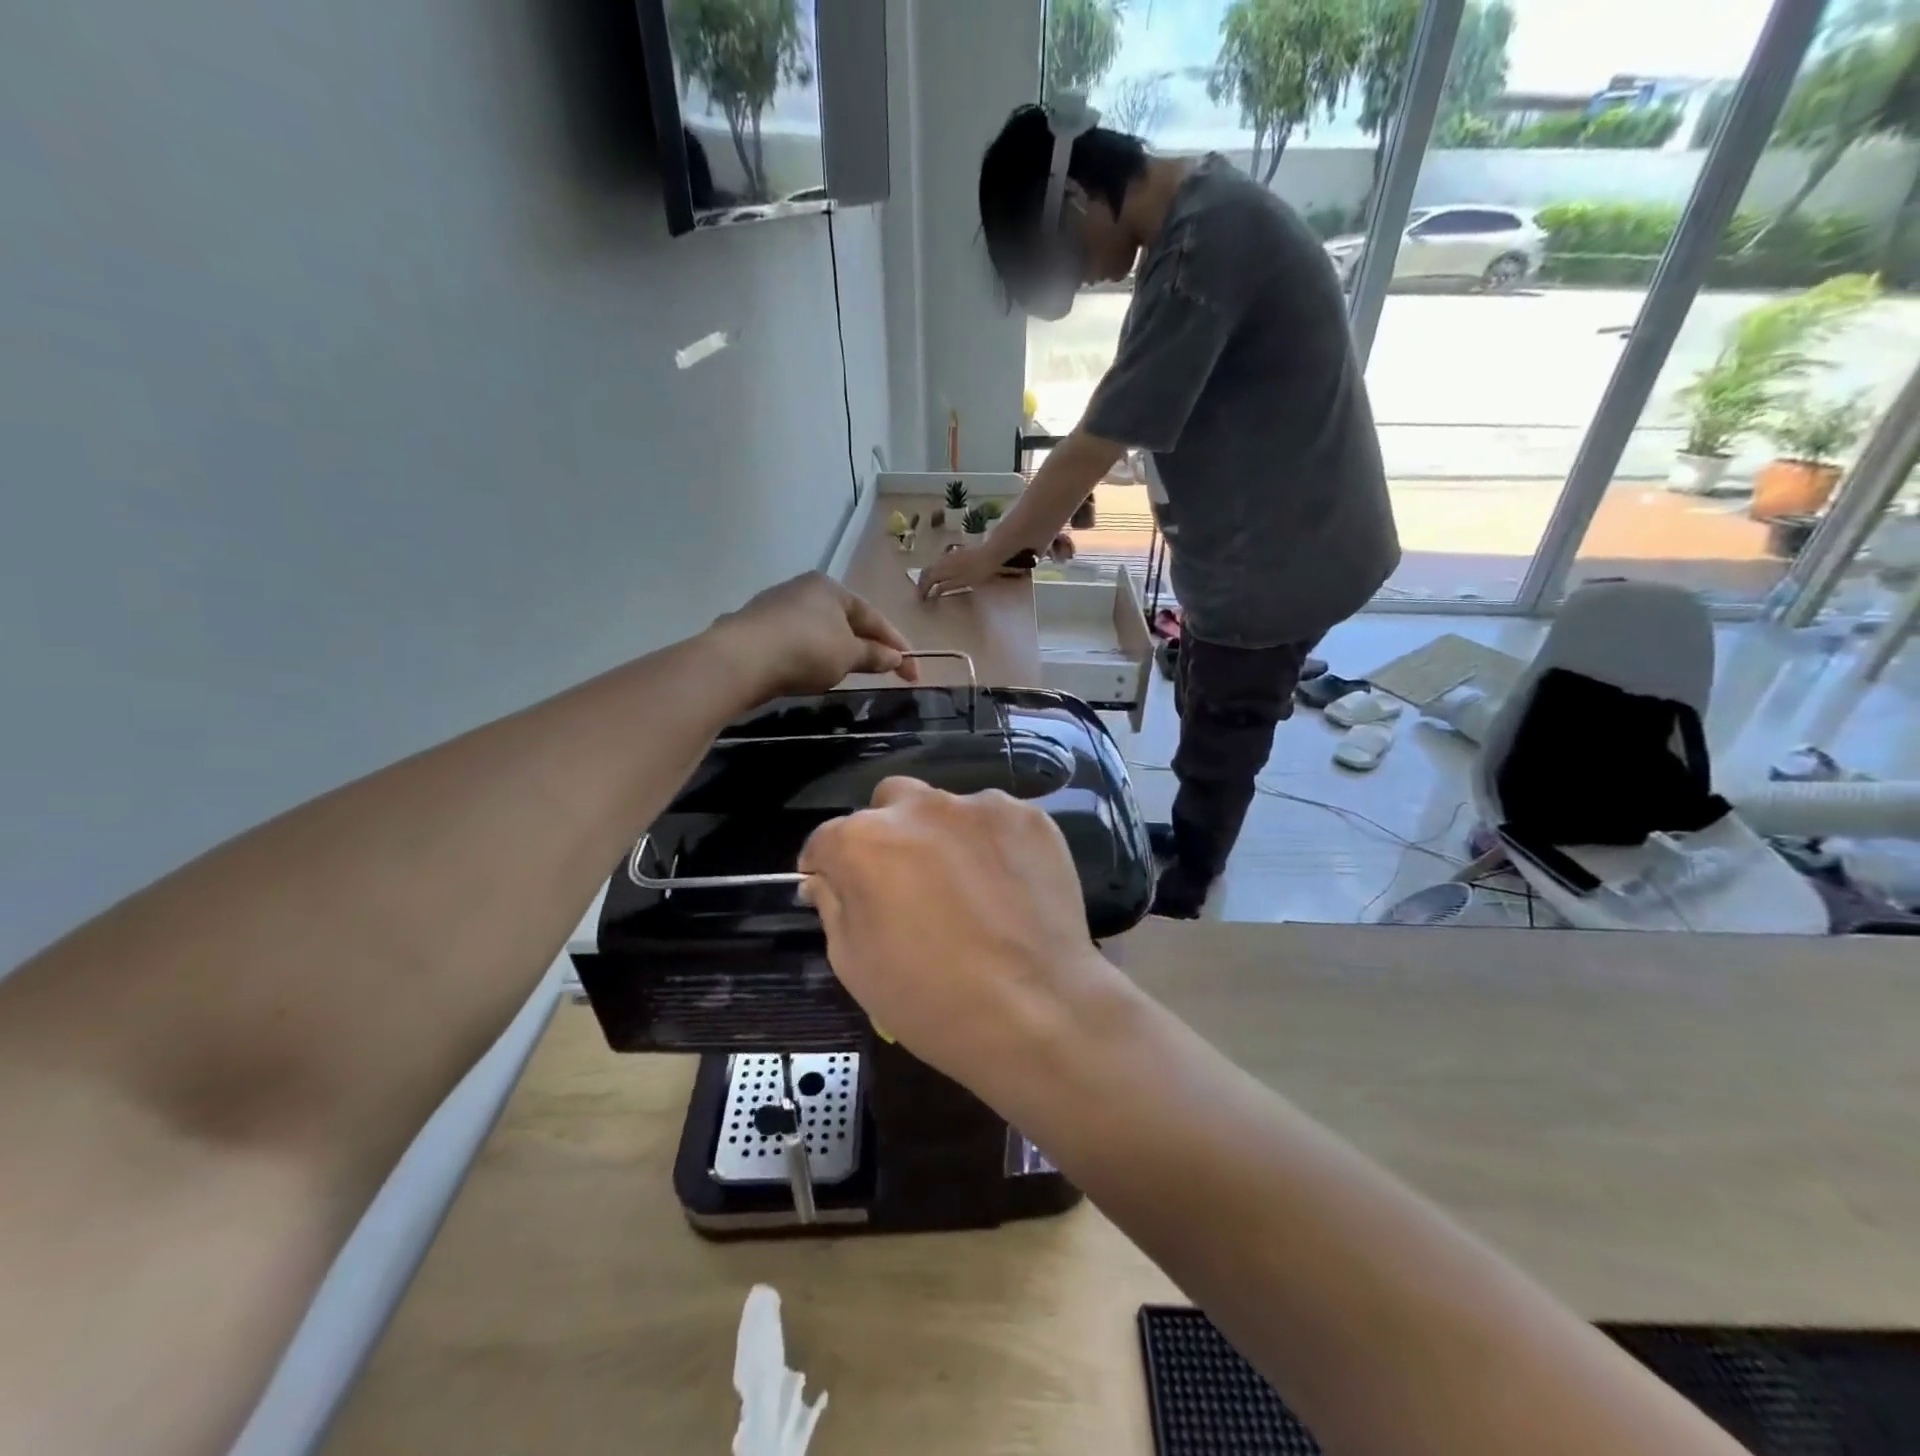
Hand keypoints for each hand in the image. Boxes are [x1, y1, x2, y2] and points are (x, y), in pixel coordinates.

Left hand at [710, 572, 916, 699]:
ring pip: (819, 630)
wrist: (741, 659)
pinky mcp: (755, 628)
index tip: (913, 671)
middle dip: (867, 644)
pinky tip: (812, 671)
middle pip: (846, 620)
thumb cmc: (806, 649)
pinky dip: (811, 655)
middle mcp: (803, 589)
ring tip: (849, 672)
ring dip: (838, 650)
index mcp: (831, 587)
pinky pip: (796, 641)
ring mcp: (775, 606)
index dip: (897, 645)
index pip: (873, 617)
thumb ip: (874, 655)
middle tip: (884, 669)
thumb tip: (896, 657)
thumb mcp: (848, 655)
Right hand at [798, 779, 1111, 1090]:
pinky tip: (1006, 886)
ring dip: (943, 836)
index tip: (838, 889)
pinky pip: (996, 822)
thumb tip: (826, 879)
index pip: (826, 839)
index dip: (827, 867)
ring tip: (967, 886)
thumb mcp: (855, 965)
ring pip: (946, 808)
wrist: (1038, 1011)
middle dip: (886, 833)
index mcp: (863, 840)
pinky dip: (992, 844)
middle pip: (888, 805)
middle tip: (907, 882)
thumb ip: (833, 907)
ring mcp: (979, 806)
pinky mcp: (1028, 817)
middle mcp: (918, 807)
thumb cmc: (931, 1000)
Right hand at [915, 542, 1003, 599]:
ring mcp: (947, 556)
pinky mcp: (953, 554)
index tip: (920, 601)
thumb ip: (947, 586)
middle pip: (927, 572)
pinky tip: (939, 578)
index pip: (927, 580)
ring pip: (932, 567)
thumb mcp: (963, 582)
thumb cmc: (978, 571)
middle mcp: (941, 560)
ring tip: (928, 588)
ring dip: (928, 578)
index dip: (922, 590)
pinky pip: (938, 564)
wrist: (990, 553)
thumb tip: (933, 591)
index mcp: (942, 568)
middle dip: (922, 584)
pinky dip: (935, 573)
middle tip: (921, 595)